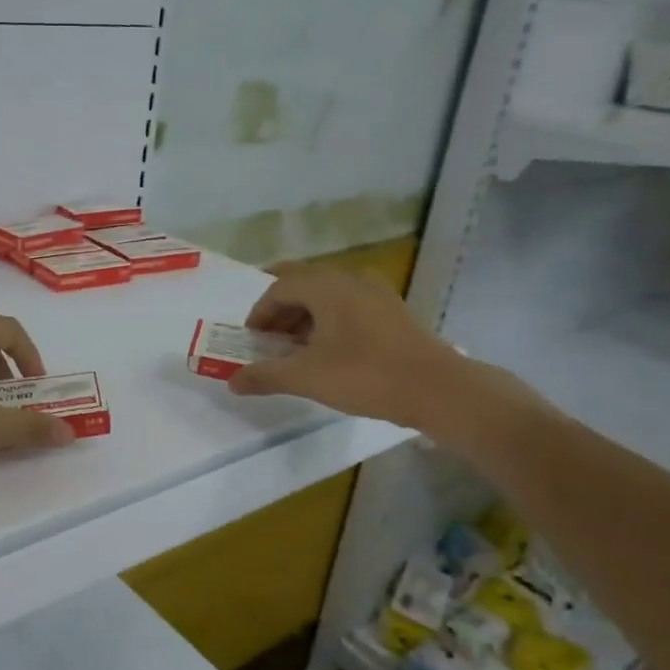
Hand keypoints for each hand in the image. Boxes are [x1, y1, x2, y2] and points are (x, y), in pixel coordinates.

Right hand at [227, 266, 529, 437]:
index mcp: (326, 286)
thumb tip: (232, 381)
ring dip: (304, 315)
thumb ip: (265, 376)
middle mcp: (349, 280)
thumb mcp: (306, 377)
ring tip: (295, 347)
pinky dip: (329, 320)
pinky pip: (349, 305)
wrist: (438, 389)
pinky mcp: (393, 311)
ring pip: (327, 294)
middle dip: (280, 308)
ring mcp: (376, 293)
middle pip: (303, 283)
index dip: (259, 312)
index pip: (279, 288)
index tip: (252, 339)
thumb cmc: (365, 376)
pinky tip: (329, 350)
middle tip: (267, 335)